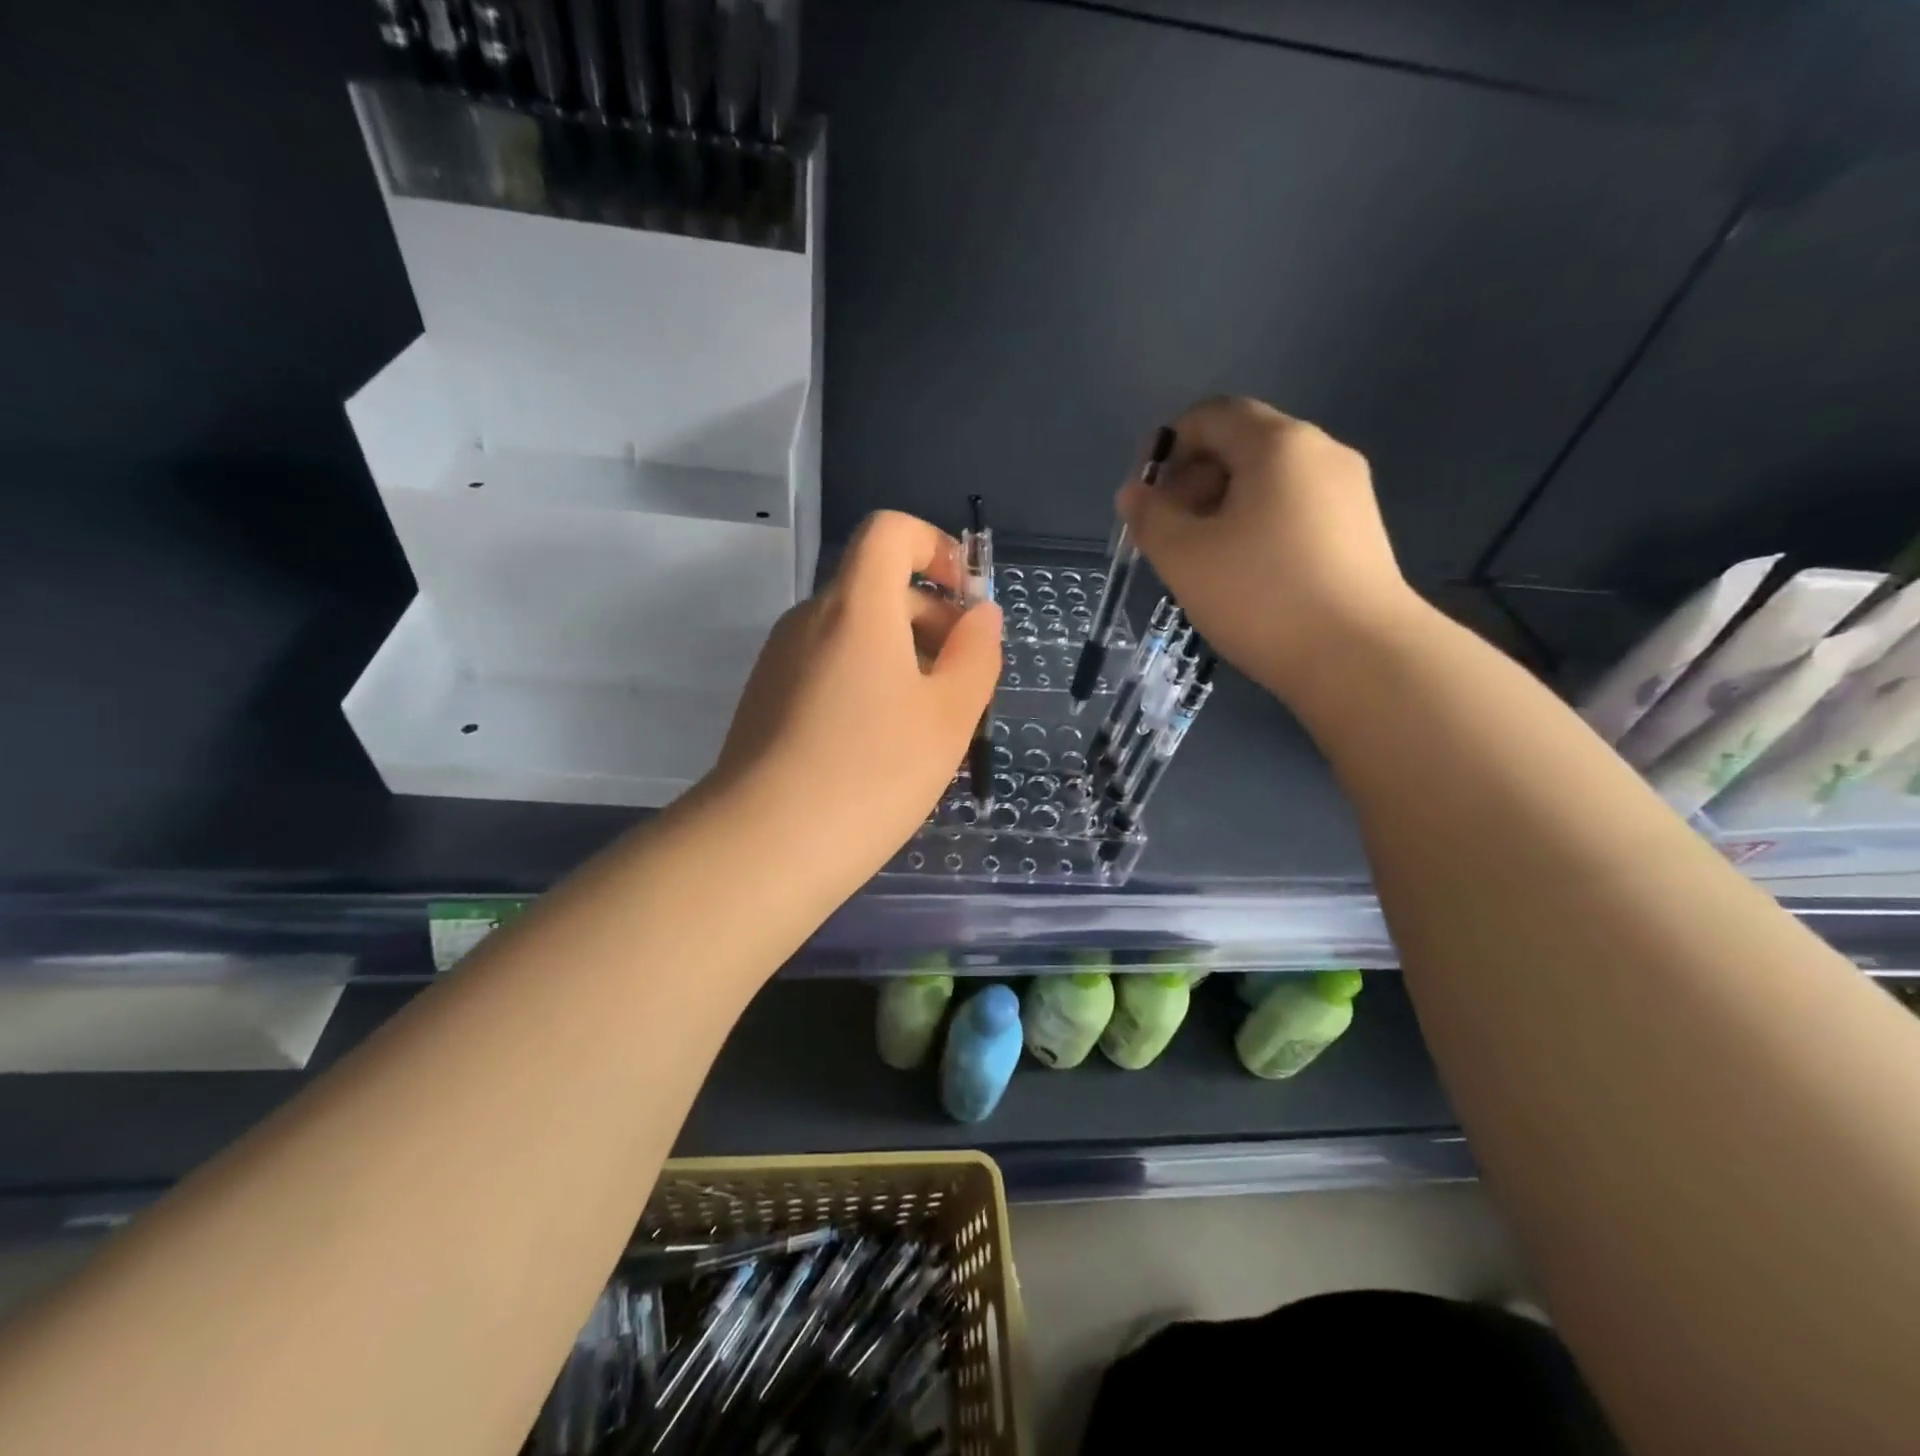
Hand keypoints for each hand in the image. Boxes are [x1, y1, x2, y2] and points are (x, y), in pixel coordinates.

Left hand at [712, 510, 1002, 880]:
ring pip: (854, 632)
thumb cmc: (873, 773)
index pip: (889, 531)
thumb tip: (980, 615)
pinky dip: (866, 681)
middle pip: (876, 586)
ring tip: (929, 724)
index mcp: (856, 606)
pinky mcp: (766, 699)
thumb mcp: (949, 716)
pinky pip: (828, 667)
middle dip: (931, 617)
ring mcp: (781, 660)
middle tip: (964, 682)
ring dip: (902, 655)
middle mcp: (810, 619)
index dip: (936, 547)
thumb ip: (976, 654)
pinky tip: (882, 745)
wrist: (764, 846)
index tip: (966, 601)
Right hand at [1118, 396, 1421, 700]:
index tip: (1145, 497)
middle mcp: (1320, 452)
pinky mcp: (1359, 530)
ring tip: (1202, 560)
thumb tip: (1136, 493)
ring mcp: (1347, 491)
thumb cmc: (1261, 596)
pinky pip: (1293, 509)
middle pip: (1241, 444)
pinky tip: (1244, 574)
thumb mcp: (1184, 556)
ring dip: (1222, 507)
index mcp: (1278, 443)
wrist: (1360, 658)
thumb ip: (1149, 516)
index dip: (1167, 446)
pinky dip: (1256, 525)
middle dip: (1193, 480)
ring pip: (1267, 480)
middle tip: (1168, 534)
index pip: (1211, 415)